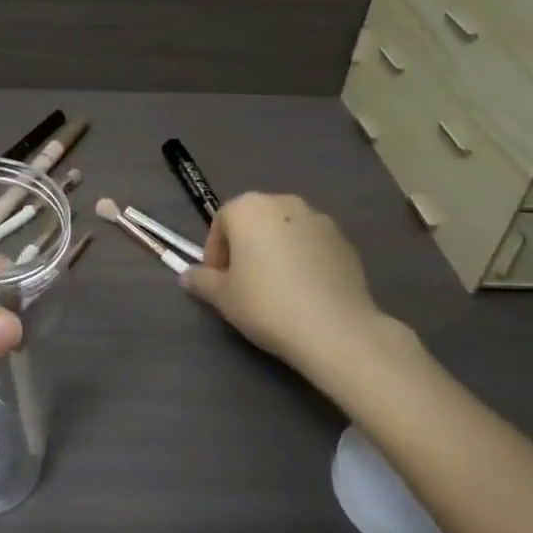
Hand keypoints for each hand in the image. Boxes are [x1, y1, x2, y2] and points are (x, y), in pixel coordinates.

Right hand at [182, 193, 415, 392]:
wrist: (335, 329)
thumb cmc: (267, 304)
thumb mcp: (223, 297)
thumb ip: (201, 280)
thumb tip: (187, 275)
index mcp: (248, 208)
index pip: (221, 223)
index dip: (215, 253)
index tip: (218, 281)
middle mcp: (283, 203)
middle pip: (254, 221)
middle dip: (245, 247)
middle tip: (244, 282)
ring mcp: (318, 219)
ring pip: (284, 231)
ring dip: (275, 250)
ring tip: (277, 287)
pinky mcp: (344, 241)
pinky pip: (312, 245)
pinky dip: (303, 259)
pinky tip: (304, 291)